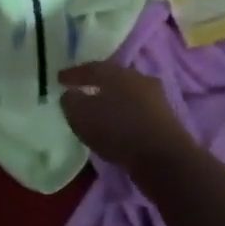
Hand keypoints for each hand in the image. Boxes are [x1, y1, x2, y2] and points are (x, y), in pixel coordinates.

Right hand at [58, 59, 194, 169]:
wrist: (163, 158)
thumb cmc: (117, 130)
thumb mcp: (81, 116)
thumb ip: (71, 101)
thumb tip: (70, 94)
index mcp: (116, 72)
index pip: (90, 67)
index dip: (73, 74)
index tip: (59, 79)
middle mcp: (137, 78)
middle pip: (112, 77)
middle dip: (96, 83)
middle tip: (82, 90)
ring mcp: (155, 97)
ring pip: (127, 93)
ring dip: (113, 99)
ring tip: (100, 109)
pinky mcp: (165, 117)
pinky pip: (137, 109)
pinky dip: (125, 113)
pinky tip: (118, 123)